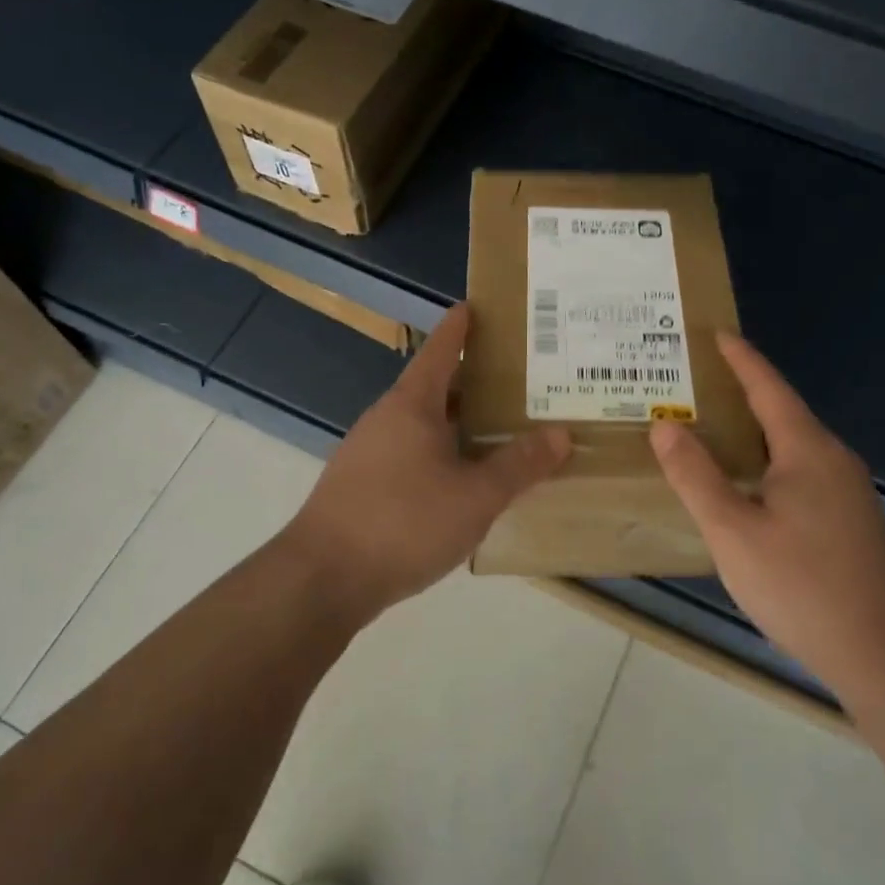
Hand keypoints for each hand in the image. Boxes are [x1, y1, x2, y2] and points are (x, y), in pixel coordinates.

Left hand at [285, 305, 570, 616]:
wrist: (323, 578)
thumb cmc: (404, 522)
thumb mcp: (475, 496)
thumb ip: (519, 465)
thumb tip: (560, 434)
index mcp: (412, 405)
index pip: (440, 349)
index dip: (460, 327)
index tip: (477, 306)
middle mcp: (387, 419)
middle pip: (434, 387)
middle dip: (473, 381)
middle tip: (518, 379)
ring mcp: (369, 452)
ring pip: (423, 424)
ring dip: (458, 422)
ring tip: (500, 428)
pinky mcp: (362, 486)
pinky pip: (411, 454)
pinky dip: (441, 453)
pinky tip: (464, 479)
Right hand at [650, 333, 884, 690]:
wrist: (878, 654)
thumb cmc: (799, 586)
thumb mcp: (732, 531)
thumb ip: (695, 475)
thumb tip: (665, 425)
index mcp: (808, 451)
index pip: (769, 389)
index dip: (741, 359)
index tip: (716, 333)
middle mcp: (834, 460)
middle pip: (784, 413)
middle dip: (743, 392)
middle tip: (699, 382)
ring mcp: (849, 492)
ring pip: (794, 446)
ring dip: (755, 430)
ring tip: (715, 427)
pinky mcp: (851, 520)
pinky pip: (803, 471)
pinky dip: (770, 460)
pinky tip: (749, 482)